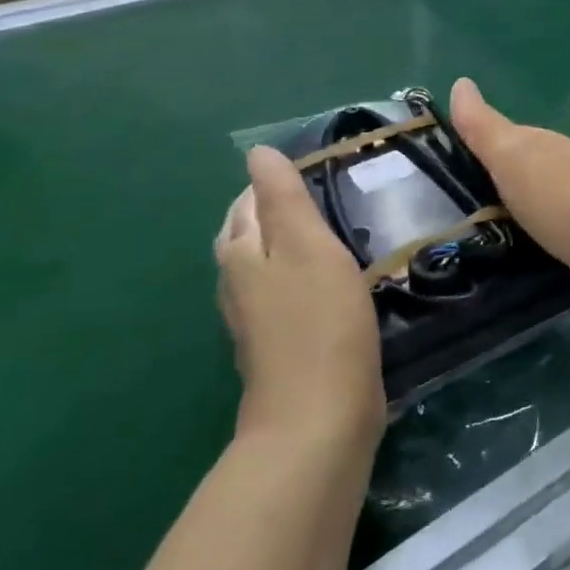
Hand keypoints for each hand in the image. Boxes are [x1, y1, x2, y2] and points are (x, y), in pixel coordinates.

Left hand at [215, 147, 385, 447]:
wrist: (318, 416)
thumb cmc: (318, 321)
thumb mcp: (307, 246)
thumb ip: (283, 198)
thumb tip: (256, 152)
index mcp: (241, 254)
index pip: (247, 202)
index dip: (274, 182)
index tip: (316, 169)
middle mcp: (238, 285)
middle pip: (248, 234)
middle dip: (276, 211)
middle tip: (325, 195)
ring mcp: (257, 320)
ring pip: (266, 267)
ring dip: (290, 245)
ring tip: (330, 231)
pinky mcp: (281, 346)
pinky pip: (286, 296)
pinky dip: (302, 278)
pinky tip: (331, 282)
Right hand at [448, 78, 569, 303]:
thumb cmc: (558, 193)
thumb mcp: (511, 155)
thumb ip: (484, 127)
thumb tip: (460, 82)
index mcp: (538, 144)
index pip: (499, 138)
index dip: (472, 147)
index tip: (438, 167)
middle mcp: (556, 169)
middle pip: (515, 171)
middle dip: (487, 183)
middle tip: (447, 206)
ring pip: (528, 203)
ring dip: (506, 212)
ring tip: (469, 235)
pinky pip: (541, 233)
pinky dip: (525, 236)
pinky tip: (509, 250)